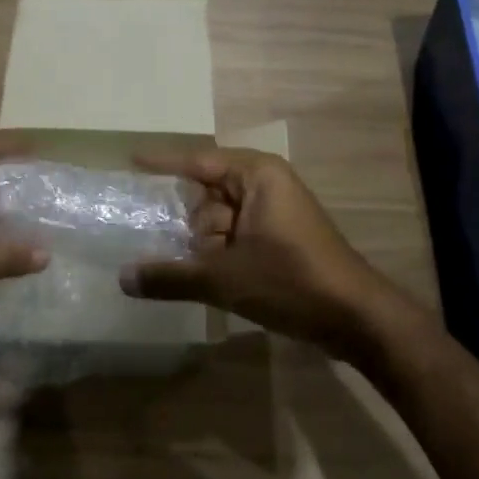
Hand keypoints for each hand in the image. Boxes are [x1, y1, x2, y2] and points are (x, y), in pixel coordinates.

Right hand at [118, 147, 434, 364]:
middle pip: (207, 196)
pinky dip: (221, 255)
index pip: (198, 162)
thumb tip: (122, 278)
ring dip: (207, 248)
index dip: (163, 163)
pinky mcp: (281, 238)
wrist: (356, 317)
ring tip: (208, 276)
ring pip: (220, 221)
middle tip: (178, 253)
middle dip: (193, 228)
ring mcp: (275, 212)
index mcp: (256, 175)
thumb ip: (170, 277)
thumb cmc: (291, 281)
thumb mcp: (224, 279)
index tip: (131, 161)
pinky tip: (210, 279)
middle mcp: (266, 185)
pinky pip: (236, 236)